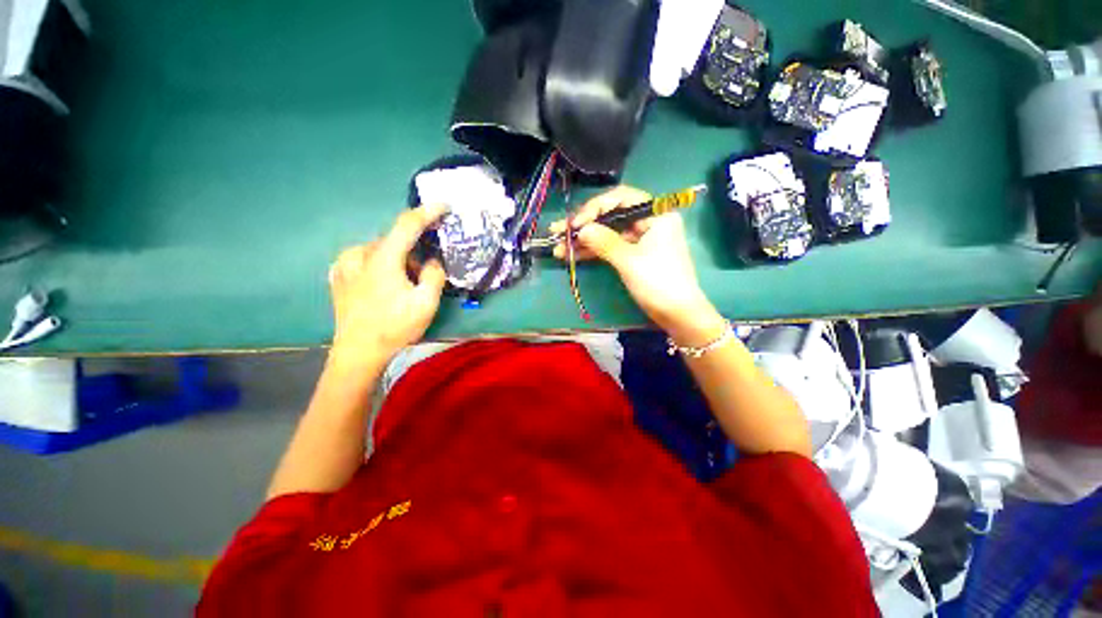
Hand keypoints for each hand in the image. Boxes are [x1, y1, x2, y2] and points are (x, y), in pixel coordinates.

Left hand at [328, 205, 447, 367]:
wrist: (358, 353)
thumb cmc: (395, 327)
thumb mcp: (426, 303)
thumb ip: (435, 275)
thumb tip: (432, 260)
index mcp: (383, 259)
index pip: (407, 224)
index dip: (427, 212)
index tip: (443, 205)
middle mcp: (359, 254)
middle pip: (395, 240)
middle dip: (413, 253)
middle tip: (423, 277)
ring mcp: (344, 264)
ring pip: (380, 250)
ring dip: (396, 260)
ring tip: (402, 286)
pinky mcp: (337, 275)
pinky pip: (365, 259)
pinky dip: (380, 265)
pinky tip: (382, 285)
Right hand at [551, 186, 724, 345]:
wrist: (677, 314)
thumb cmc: (658, 282)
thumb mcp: (629, 260)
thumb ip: (604, 241)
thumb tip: (581, 229)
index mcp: (656, 214)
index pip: (621, 198)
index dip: (595, 207)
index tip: (576, 223)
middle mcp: (647, 222)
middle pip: (610, 216)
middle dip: (584, 225)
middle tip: (558, 231)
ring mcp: (639, 239)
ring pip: (607, 233)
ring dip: (583, 241)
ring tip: (558, 248)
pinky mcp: (632, 255)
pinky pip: (609, 247)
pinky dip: (592, 251)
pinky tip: (571, 255)